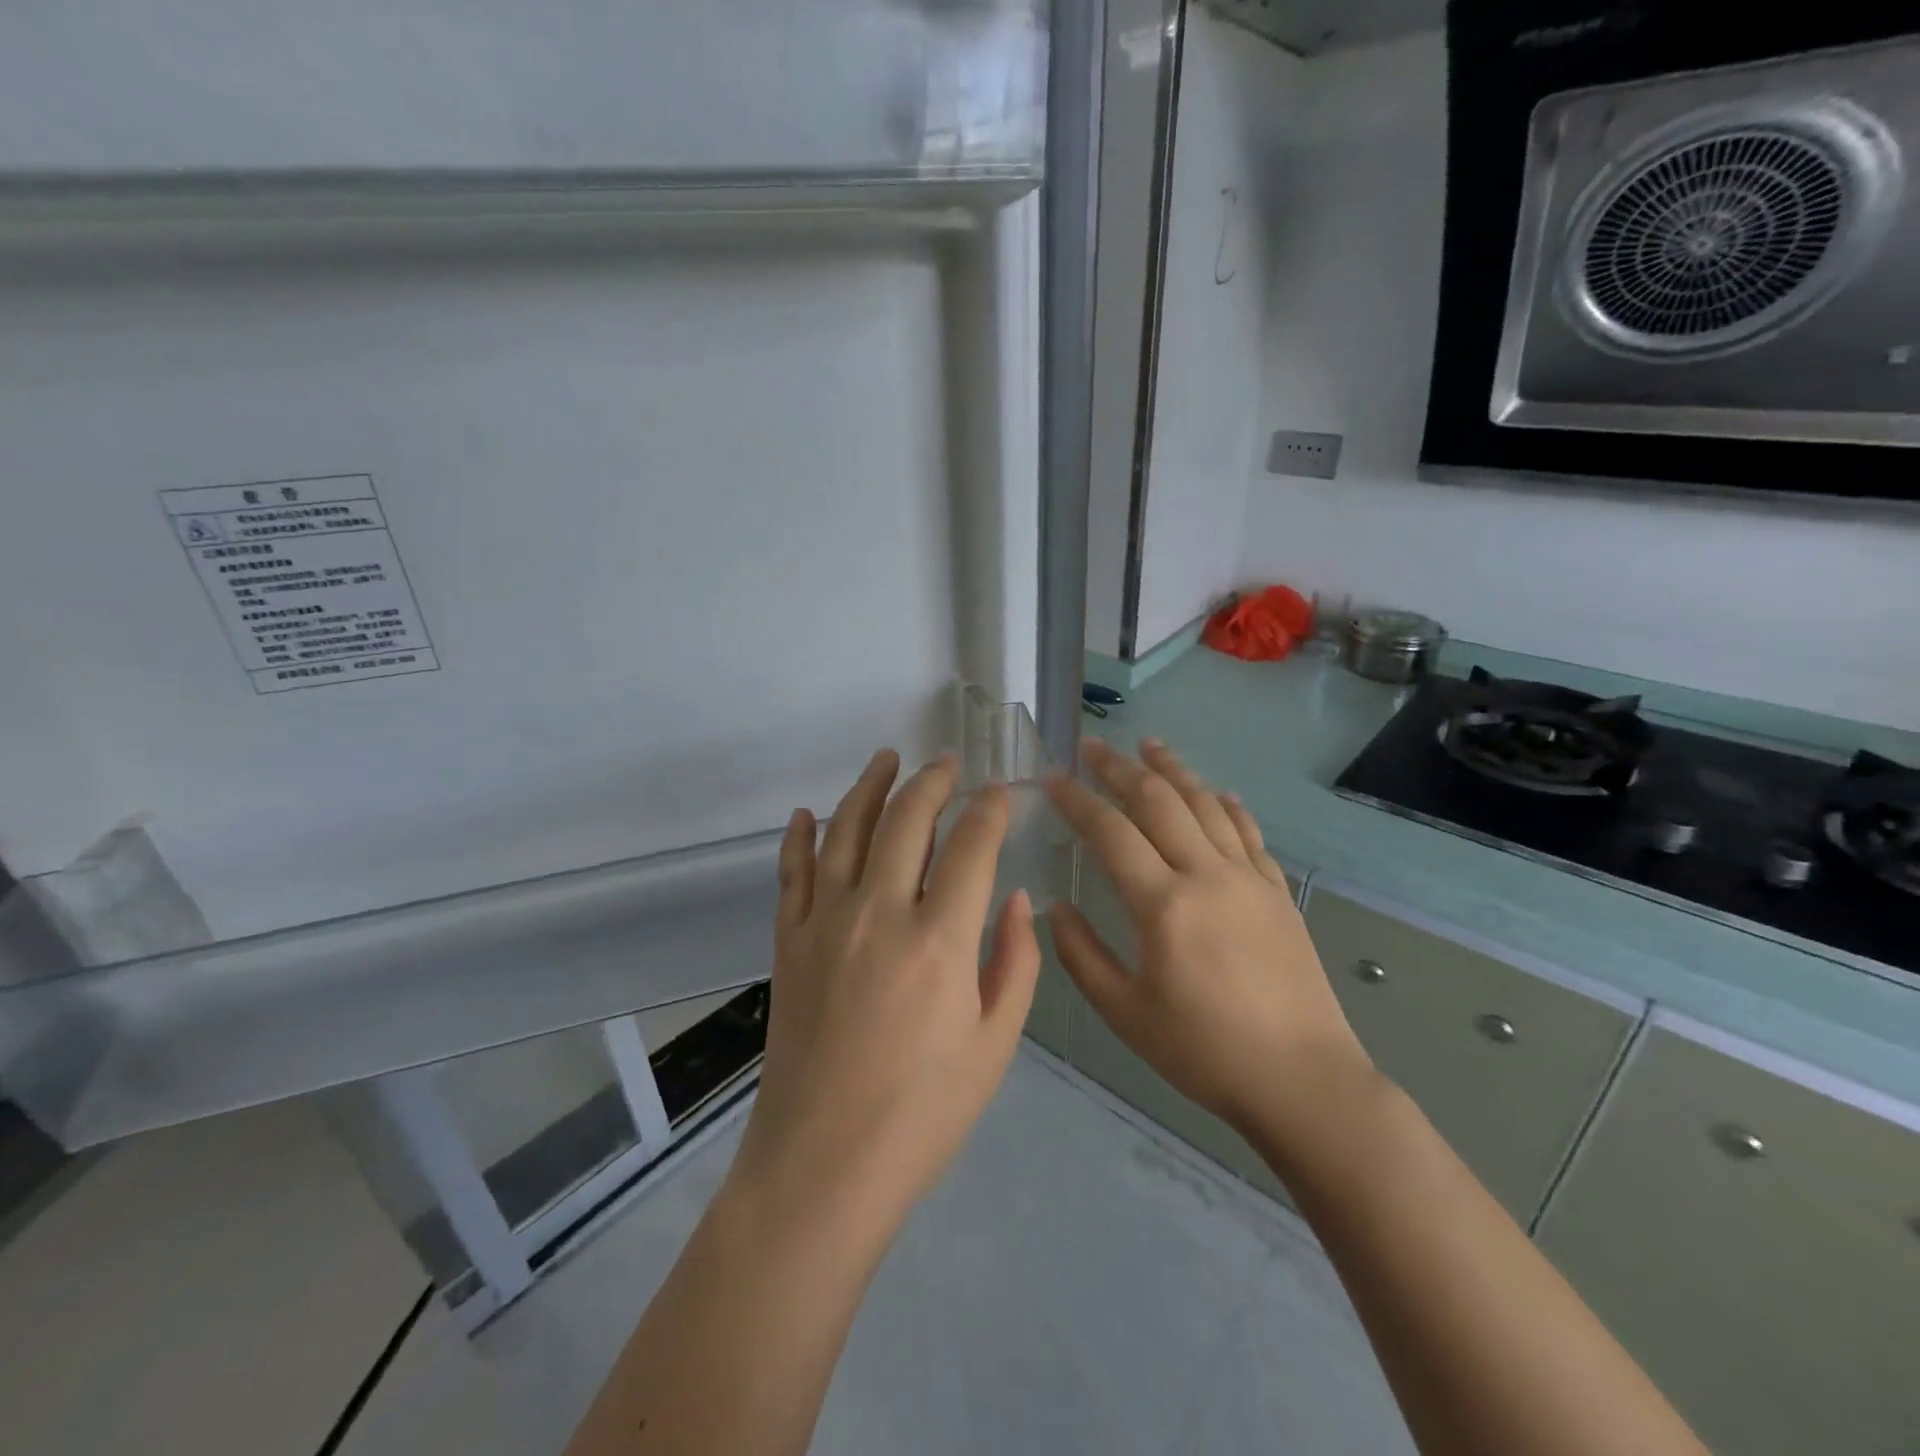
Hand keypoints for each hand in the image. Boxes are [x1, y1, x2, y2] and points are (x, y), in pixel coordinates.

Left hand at [732, 749, 1041, 1235]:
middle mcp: (880, 913)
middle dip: (932, 782)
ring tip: (886, 759)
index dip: (989, 810)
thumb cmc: (923, 1115)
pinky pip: (793, 872)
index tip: (1000, 792)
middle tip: (948, 762)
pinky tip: (809, 814)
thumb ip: (1014, 962)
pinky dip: (801, 837)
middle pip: (906, 820)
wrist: (823, 1166)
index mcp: (940, 941)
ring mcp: (826, 922)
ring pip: (847, 830)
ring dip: (869, 787)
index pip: (971, 846)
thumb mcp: (995, 1045)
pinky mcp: (789, 942)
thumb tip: (1013, 897)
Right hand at [1044, 738, 1370, 1142]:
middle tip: (1093, 746)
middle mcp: (1207, 875)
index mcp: (1163, 905)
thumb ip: (1081, 956)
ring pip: (1206, 805)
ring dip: (1174, 770)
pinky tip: (1217, 793)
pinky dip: (1227, 806)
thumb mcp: (1125, 1013)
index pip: (1110, 832)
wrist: (1303, 1080)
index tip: (1052, 777)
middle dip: (1121, 768)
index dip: (1077, 799)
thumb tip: (1055, 908)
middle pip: (1159, 802)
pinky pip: (1248, 833)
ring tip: (1149, 745)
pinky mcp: (1277, 892)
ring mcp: (1248, 878)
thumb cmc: (1204, 1051)